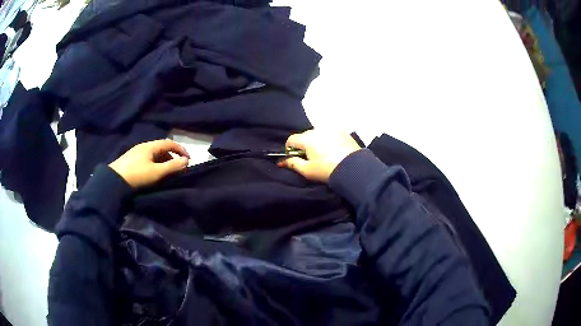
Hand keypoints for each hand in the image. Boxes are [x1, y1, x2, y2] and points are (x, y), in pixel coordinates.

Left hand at [109, 139, 189, 188]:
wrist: (114, 181)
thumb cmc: (137, 175)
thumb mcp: (157, 172)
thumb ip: (172, 166)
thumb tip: (186, 161)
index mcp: (150, 146)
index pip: (169, 143)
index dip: (181, 149)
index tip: (188, 159)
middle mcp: (143, 146)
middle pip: (161, 148)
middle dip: (172, 156)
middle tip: (177, 168)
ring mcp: (135, 152)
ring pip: (154, 153)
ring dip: (163, 161)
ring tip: (166, 172)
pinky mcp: (130, 160)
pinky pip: (147, 158)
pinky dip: (155, 163)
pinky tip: (152, 173)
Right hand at [278, 130, 360, 182]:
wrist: (354, 170)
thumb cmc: (327, 171)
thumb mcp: (307, 171)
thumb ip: (292, 164)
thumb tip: (281, 161)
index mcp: (307, 138)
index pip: (291, 139)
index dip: (290, 149)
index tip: (295, 157)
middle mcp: (318, 130)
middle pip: (305, 135)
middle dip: (304, 145)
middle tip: (310, 157)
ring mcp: (332, 129)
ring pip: (318, 134)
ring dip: (317, 141)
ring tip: (323, 154)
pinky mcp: (343, 131)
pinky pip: (330, 133)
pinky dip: (328, 139)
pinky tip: (333, 150)